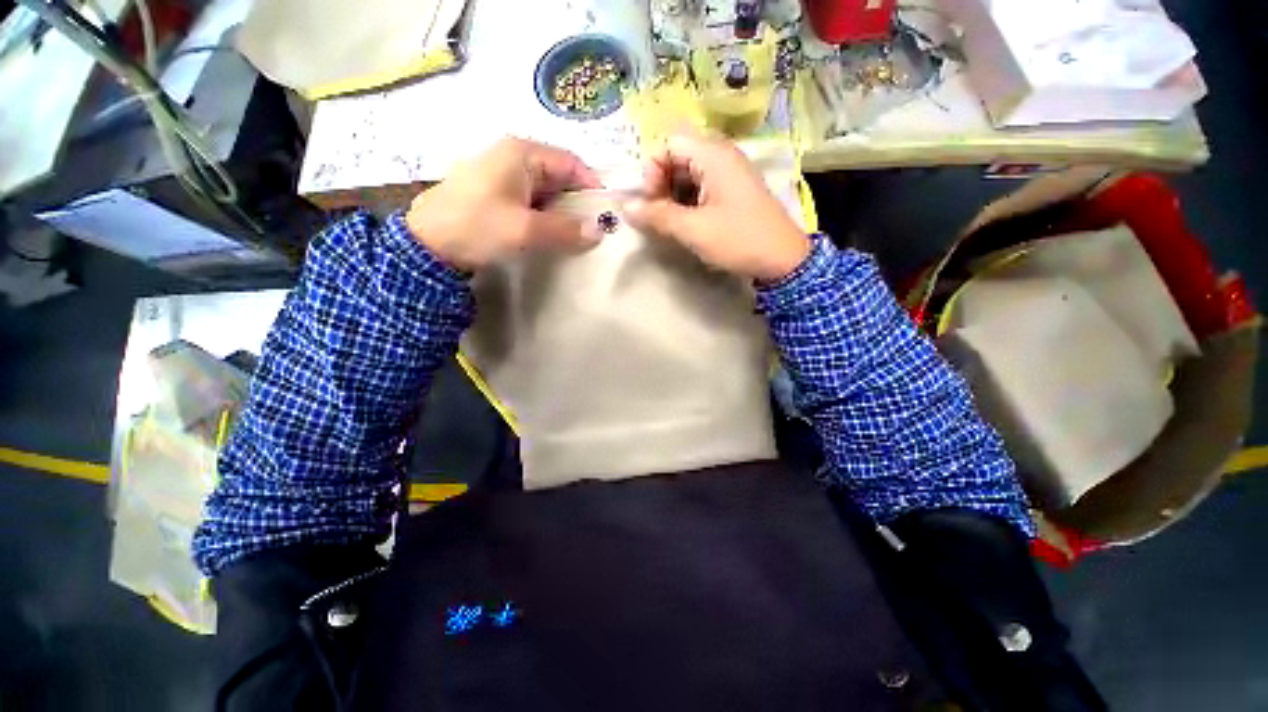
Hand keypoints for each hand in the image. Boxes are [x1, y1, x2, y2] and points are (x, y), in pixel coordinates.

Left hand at [405, 137, 602, 270]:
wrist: (427, 244)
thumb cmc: (478, 227)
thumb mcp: (525, 230)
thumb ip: (565, 230)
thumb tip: (599, 232)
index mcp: (522, 153)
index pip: (571, 162)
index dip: (592, 185)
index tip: (606, 212)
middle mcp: (514, 157)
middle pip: (559, 175)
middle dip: (578, 201)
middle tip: (594, 228)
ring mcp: (503, 174)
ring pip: (546, 190)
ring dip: (562, 210)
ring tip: (576, 234)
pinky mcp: (496, 192)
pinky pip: (531, 199)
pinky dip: (546, 214)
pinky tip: (551, 233)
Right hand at [621, 131, 809, 283]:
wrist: (783, 259)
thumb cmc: (737, 239)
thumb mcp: (693, 229)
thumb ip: (658, 216)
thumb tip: (625, 208)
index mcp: (713, 155)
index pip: (669, 144)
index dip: (653, 170)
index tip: (652, 201)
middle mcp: (722, 156)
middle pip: (678, 157)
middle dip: (662, 184)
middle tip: (659, 214)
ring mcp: (730, 173)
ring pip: (689, 173)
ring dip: (674, 195)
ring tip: (672, 222)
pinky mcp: (734, 191)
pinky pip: (703, 186)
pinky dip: (689, 201)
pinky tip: (688, 222)